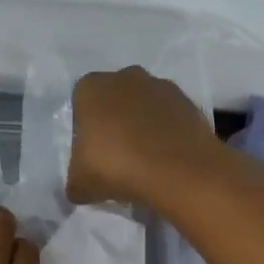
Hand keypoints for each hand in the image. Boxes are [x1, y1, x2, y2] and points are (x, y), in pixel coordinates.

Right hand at [66, 66, 219, 206]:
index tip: (90, 153)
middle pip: (114, 99)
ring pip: (144, 105)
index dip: (84, 129)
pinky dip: (166, 132)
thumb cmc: (116, 167)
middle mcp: (125, 77)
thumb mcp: (79, 184)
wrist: (178, 171)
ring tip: (144, 159)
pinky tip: (166, 158)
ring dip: (142, 125)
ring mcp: (161, 86)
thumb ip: (74, 181)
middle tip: (116, 155)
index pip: (80, 104)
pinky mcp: (188, 101)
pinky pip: (169, 117)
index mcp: (91, 88)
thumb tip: (80, 187)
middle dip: (114, 122)